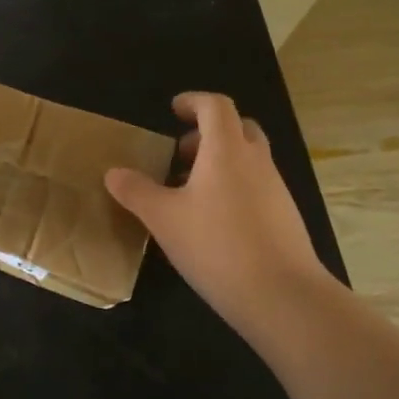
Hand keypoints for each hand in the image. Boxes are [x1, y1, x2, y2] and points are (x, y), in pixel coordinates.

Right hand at [105, 92, 332, 334]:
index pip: (215, 106)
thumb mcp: (163, 218)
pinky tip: (213, 223)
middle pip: (238, 127)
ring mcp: (276, 189)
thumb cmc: (216, 245)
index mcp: (226, 150)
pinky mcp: (285, 217)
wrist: (283, 296)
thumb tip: (113, 172)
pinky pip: (257, 186)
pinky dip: (234, 187)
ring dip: (220, 162)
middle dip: (208, 133)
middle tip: (181, 154)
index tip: (174, 111)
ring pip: (249, 158)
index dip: (194, 101)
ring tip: (190, 193)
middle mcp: (256, 161)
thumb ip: (136, 191)